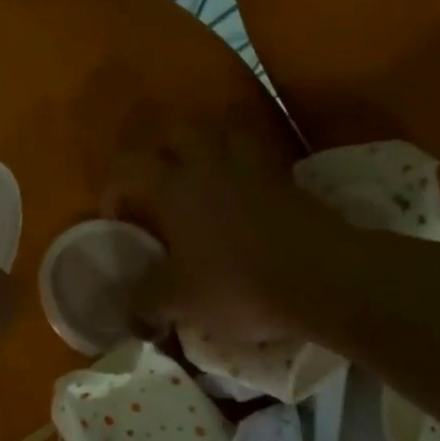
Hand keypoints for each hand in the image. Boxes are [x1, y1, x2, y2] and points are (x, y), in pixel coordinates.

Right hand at [109, 127, 353, 343]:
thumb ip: (145, 300)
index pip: (129, 165)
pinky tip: (245, 200)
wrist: (324, 279)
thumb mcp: (179, 301)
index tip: (118, 217)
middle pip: (180, 132)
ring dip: (210, 150)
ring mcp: (255, 170)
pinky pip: (260, 162)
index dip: (115, 186)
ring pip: (226, 135)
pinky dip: (246, 173)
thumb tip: (129, 308)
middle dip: (164, 151)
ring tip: (205, 182)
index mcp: (175, 188)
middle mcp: (211, 167)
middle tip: (161, 185)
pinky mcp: (289, 183)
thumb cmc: (238, 284)